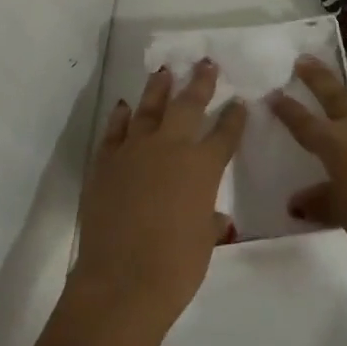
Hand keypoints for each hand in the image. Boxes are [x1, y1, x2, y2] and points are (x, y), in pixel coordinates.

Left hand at [72, 62, 247, 325]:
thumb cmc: (175, 268)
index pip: (225, 133)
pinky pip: (115, 130)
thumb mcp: (203, 243)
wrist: (121, 282)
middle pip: (189, 105)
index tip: (239, 102)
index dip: (234, 117)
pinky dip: (121, 116)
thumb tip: (214, 216)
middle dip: (200, 82)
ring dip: (159, 87)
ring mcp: (135, 150)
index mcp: (202, 167)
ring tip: (165, 71)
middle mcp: (171, 147)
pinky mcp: (106, 161)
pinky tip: (125, 106)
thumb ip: (209, 221)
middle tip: (205, 63)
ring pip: (149, 107)